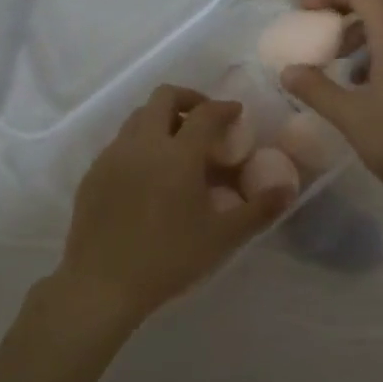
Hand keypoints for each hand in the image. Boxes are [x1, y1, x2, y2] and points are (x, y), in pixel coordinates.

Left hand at [56, 85, 288, 327]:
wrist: (102, 284)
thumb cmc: (168, 258)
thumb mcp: (222, 237)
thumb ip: (259, 210)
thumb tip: (289, 189)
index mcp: (178, 154)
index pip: (206, 113)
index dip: (225, 108)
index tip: (237, 113)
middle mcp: (143, 143)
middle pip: (164, 97)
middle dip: (189, 99)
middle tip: (205, 120)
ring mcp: (113, 156)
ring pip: (138, 117)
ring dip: (161, 119)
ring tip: (177, 146)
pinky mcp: (93, 173)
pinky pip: (120, 142)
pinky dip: (140, 143)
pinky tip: (148, 175)